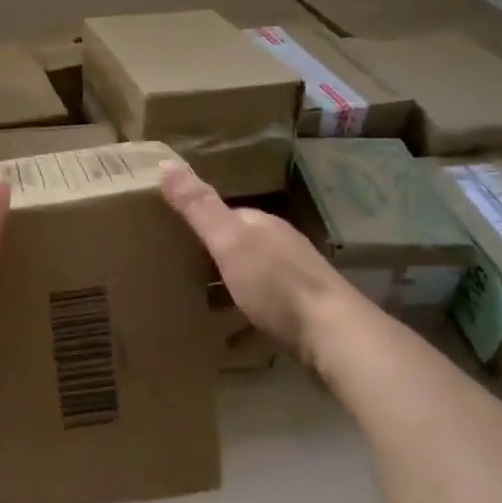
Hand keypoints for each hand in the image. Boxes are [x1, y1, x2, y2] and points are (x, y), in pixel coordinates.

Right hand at [159, 162, 354, 357]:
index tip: (169, 232)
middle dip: (212, 255)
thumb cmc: (276, 284)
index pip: (227, 215)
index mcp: (263, 227)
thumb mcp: (229, 242)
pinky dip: (244, 322)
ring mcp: (295, 283)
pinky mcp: (302, 317)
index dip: (199, 220)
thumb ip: (199, 207)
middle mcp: (281, 249)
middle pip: (240, 247)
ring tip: (194, 303)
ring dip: (227, 287)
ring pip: (253, 279)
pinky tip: (228, 339)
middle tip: (175, 270)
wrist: (334, 337)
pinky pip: (264, 314)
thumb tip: (166, 163)